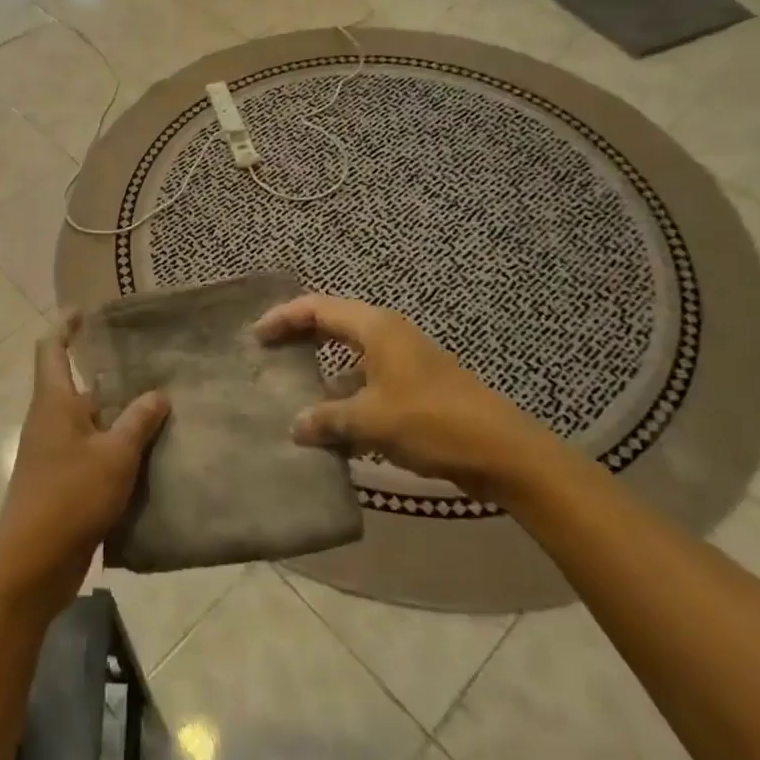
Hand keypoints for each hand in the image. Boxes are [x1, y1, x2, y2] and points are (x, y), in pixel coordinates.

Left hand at [0, 314, 169, 616]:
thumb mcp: (115, 455)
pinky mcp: (60, 483)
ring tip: (157, 405)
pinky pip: (90, 451)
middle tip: (145, 362)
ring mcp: (52, 453)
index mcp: (54, 401)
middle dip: (105, 373)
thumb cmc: (70, 496)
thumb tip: (158, 394)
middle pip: (74, 384)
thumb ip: (138, 422)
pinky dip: (113, 446)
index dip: (65, 326)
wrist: (32, 564)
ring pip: (87, 421)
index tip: (83, 311)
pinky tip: (146, 453)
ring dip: (115, 413)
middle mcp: (49, 420)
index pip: (52, 349)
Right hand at [256, 294, 555, 499]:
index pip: (318, 308)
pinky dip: (346, 399)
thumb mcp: (371, 420)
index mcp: (376, 328)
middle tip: (268, 355)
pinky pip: (368, 384)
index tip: (257, 335)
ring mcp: (404, 362)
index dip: (284, 317)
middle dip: (300, 339)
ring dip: (323, 375)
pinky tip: (331, 430)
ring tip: (292, 395)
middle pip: (333, 326)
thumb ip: (327, 419)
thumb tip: (295, 426)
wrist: (502, 451)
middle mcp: (388, 336)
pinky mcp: (415, 389)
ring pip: (351, 359)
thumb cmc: (431, 421)